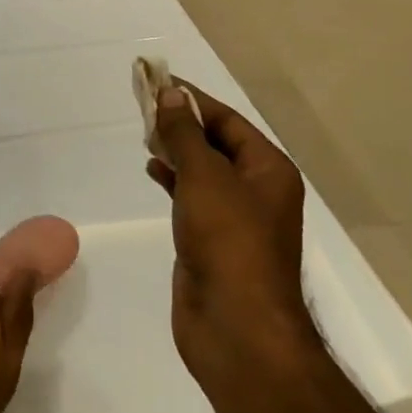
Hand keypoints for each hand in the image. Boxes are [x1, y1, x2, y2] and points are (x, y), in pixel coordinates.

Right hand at [146, 82, 311, 397]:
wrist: (237, 331)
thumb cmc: (229, 243)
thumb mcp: (205, 178)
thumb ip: (185, 134)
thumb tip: (171, 94)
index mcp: (268, 169)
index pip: (227, 120)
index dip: (192, 99)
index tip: (157, 81)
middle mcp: (256, 189)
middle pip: (215, 142)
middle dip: (181, 123)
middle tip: (144, 103)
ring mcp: (234, 218)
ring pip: (202, 170)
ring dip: (176, 149)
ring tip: (144, 132)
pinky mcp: (212, 241)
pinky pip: (192, 197)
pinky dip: (173, 178)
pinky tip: (152, 168)